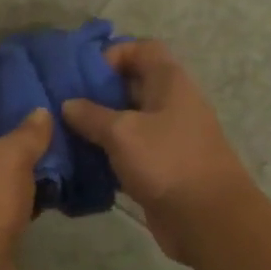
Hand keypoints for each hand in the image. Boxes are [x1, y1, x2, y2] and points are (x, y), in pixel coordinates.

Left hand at [0, 103, 52, 269]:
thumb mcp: (11, 157)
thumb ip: (29, 132)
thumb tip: (41, 112)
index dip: (8, 103)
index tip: (39, 98)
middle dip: (21, 140)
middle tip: (57, 129)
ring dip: (25, 172)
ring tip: (61, 159)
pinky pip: (2, 204)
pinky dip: (23, 199)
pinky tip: (52, 194)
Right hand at [61, 41, 255, 263]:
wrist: (208, 220)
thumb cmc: (167, 162)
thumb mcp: (122, 132)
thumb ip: (91, 115)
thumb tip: (69, 104)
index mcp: (170, 82)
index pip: (142, 49)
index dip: (113, 54)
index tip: (82, 73)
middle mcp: (171, 103)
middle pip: (131, 84)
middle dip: (96, 92)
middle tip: (62, 103)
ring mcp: (167, 137)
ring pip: (127, 120)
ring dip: (98, 126)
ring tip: (63, 132)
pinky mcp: (161, 167)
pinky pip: (129, 151)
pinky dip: (107, 153)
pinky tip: (79, 162)